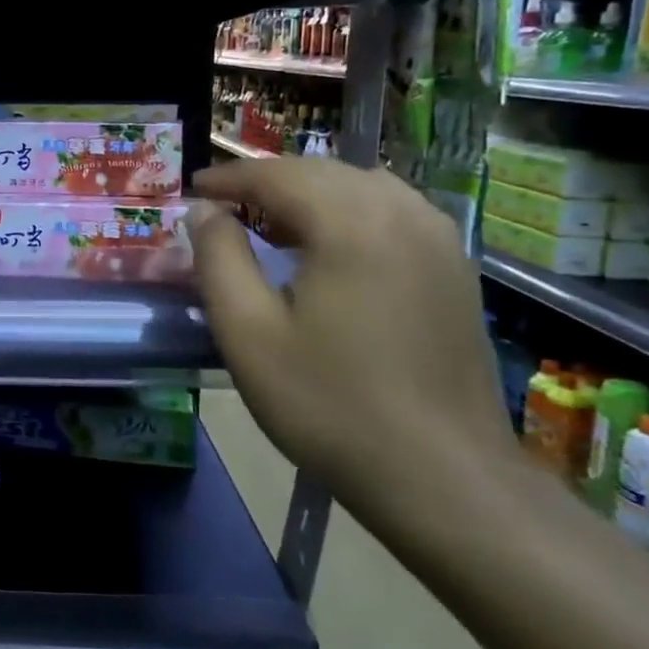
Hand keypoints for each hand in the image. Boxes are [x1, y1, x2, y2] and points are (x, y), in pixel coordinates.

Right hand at [189, 158, 519, 536]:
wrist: (443, 477)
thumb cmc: (330, 404)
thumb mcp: (247, 333)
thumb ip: (218, 259)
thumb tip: (204, 211)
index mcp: (351, 223)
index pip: (276, 175)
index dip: (228, 177)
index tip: (192, 189)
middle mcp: (402, 213)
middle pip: (321, 171)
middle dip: (266, 180)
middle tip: (222, 206)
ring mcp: (439, 239)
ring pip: (362, 185)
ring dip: (309, 192)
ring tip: (271, 222)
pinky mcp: (456, 268)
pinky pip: (394, 210)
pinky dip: (350, 209)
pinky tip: (331, 244)